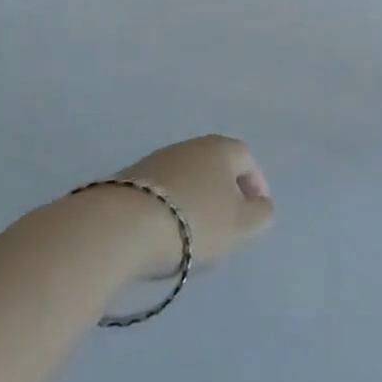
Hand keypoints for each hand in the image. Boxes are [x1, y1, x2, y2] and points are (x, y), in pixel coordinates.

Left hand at [115, 135, 274, 275]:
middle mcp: (190, 146)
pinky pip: (159, 194)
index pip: (248, 161)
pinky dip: (167, 209)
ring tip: (191, 234)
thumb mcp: (241, 225)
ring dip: (193, 201)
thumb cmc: (193, 222)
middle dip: (223, 194)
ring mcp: (156, 160)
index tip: (254, 213)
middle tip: (225, 225)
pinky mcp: (127, 181)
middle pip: (215, 168)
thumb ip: (261, 214)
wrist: (119, 227)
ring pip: (186, 180)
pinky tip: (161, 233)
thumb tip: (260, 205)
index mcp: (222, 148)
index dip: (256, 186)